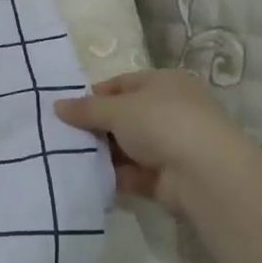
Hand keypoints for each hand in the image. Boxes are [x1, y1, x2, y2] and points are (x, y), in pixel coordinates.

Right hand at [54, 70, 248, 210]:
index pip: (122, 84)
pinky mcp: (166, 178)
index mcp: (164, 83)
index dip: (94, 96)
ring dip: (102, 154)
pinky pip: (132, 174)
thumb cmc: (161, 123)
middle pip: (123, 117)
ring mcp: (170, 146)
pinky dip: (112, 177)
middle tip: (63, 136)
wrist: (204, 174)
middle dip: (95, 127)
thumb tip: (57, 106)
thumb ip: (86, 108)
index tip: (67, 110)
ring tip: (68, 158)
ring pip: (126, 147)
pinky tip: (87, 179)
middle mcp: (170, 111)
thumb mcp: (117, 109)